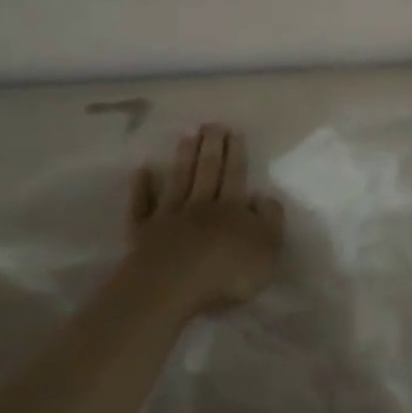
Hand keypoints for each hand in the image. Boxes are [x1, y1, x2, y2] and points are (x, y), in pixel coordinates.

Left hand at [126, 125, 285, 314]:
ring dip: (183, 158)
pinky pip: (141, 205)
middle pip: (207, 171)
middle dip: (211, 147)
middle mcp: (200, 206)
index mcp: (232, 209)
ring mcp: (169, 217)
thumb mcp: (267, 249)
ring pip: (178, 181)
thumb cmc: (227, 273)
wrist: (172, 288)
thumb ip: (270, 220)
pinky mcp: (142, 233)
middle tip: (211, 124)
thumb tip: (263, 197)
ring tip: (187, 135)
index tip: (232, 131)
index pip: (235, 175)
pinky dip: (141, 187)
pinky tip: (141, 170)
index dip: (235, 153)